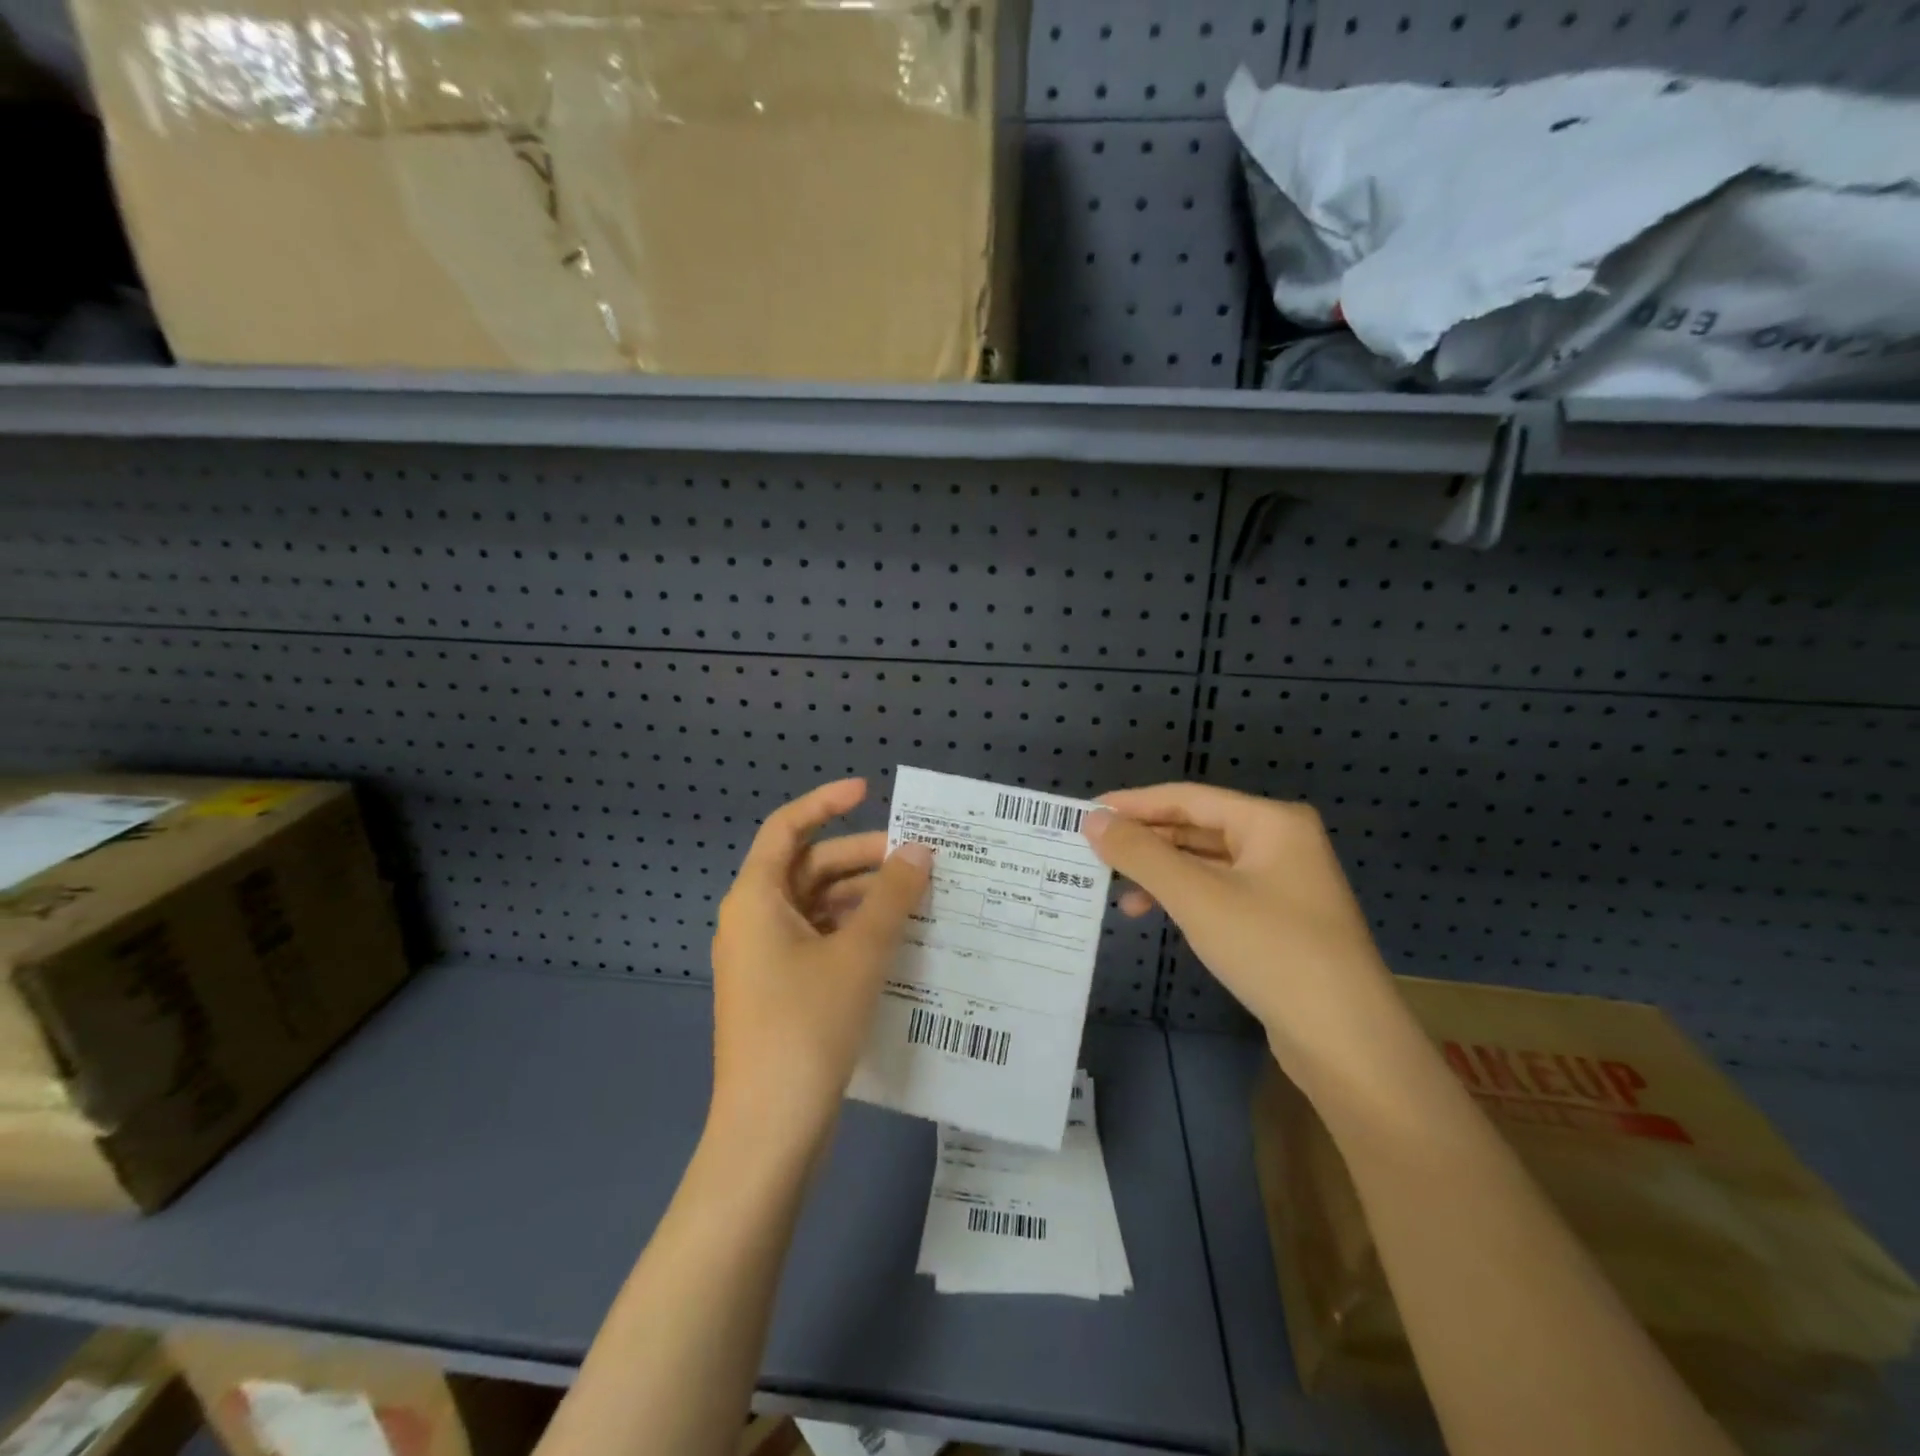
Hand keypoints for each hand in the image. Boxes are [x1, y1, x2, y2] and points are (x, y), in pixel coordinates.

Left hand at [709, 779, 931, 1152]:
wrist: (769, 1131)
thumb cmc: (808, 1025)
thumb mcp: (859, 953)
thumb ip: (891, 896)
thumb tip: (919, 850)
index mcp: (755, 898)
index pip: (786, 827)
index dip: (826, 803)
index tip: (870, 791)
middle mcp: (753, 920)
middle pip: (807, 868)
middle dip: (859, 858)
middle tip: (915, 859)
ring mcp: (764, 959)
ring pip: (816, 907)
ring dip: (861, 898)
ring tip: (916, 900)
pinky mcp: (779, 991)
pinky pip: (818, 941)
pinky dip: (852, 932)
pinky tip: (895, 941)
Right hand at [1084, 783, 1404, 1089]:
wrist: (1346, 1042)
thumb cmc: (1271, 951)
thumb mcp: (1196, 897)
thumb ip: (1141, 853)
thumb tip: (1093, 820)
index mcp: (1271, 821)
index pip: (1187, 797)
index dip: (1134, 803)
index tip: (1086, 813)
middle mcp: (1280, 842)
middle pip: (1197, 826)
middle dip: (1146, 840)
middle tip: (1093, 851)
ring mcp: (1282, 883)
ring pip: (1205, 862)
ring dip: (1161, 872)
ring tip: (1117, 889)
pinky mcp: (1278, 919)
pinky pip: (1218, 892)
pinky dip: (1184, 898)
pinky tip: (1155, 914)